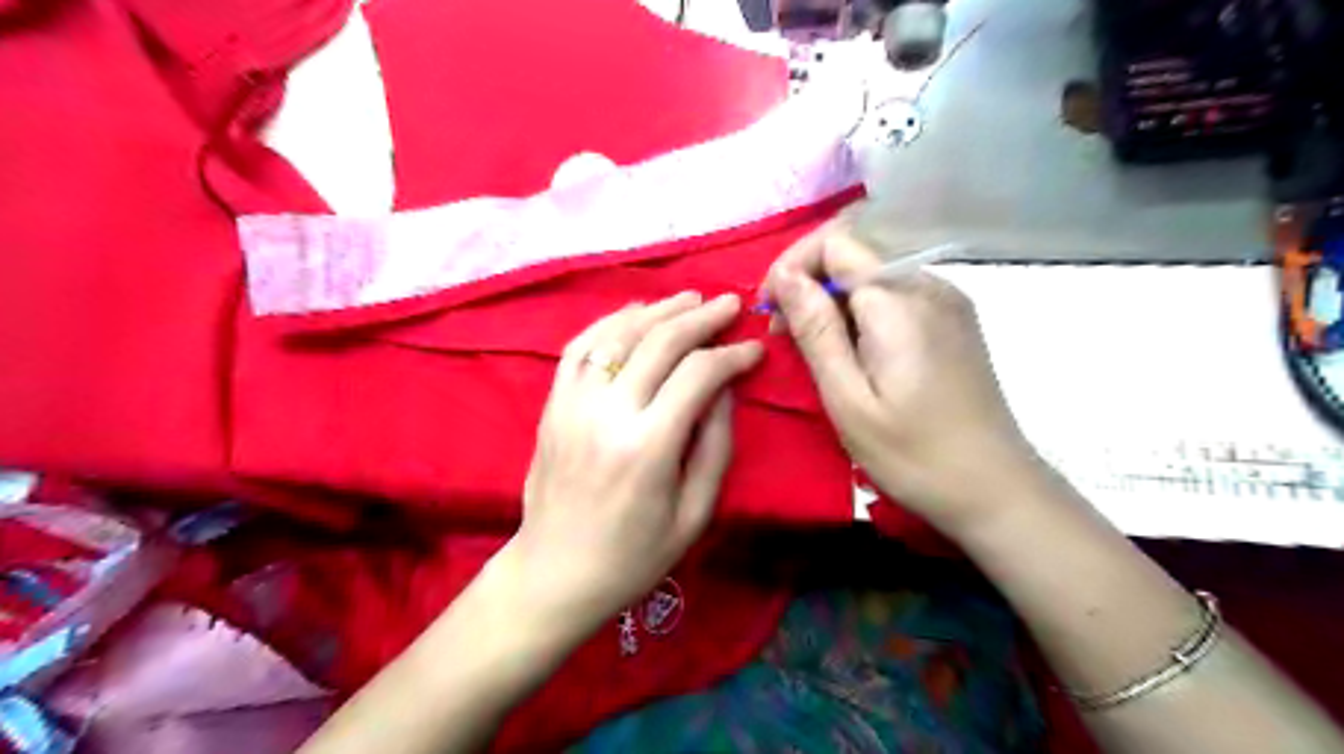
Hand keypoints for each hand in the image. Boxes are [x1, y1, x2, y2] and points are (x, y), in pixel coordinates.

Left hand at [513, 293, 764, 638]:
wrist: (555, 572)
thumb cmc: (634, 555)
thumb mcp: (694, 513)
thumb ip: (715, 445)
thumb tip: (725, 388)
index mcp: (648, 447)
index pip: (698, 375)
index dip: (732, 356)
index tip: (754, 349)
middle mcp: (607, 413)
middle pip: (659, 342)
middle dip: (701, 317)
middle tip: (729, 304)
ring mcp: (573, 404)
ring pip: (618, 334)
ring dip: (658, 310)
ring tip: (689, 298)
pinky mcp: (552, 405)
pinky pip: (580, 347)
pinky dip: (610, 321)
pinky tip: (636, 312)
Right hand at [767, 223, 1036, 536]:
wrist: (996, 489)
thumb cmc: (913, 454)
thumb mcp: (848, 398)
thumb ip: (816, 330)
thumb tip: (785, 276)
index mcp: (900, 300)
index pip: (835, 241)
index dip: (792, 266)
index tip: (769, 313)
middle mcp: (928, 284)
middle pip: (856, 253)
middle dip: (810, 282)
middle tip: (784, 335)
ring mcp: (948, 300)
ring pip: (874, 275)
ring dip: (834, 299)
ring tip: (814, 348)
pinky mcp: (955, 320)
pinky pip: (897, 295)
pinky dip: (862, 311)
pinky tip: (854, 351)